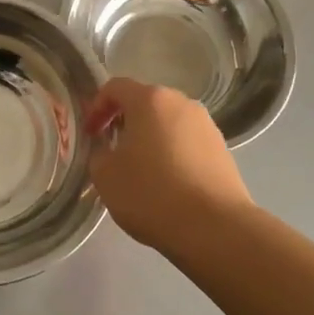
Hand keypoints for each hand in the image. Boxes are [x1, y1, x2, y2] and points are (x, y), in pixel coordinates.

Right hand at [86, 78, 252, 251]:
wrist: (214, 227)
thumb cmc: (151, 193)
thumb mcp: (105, 176)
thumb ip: (99, 154)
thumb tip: (108, 150)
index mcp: (150, 100)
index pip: (115, 87)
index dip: (96, 107)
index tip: (90, 134)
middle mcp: (181, 103)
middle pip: (145, 102)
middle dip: (125, 122)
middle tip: (112, 149)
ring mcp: (207, 125)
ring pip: (169, 123)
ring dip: (151, 138)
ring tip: (141, 170)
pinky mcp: (223, 149)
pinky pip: (188, 142)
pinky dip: (173, 153)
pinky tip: (168, 183)